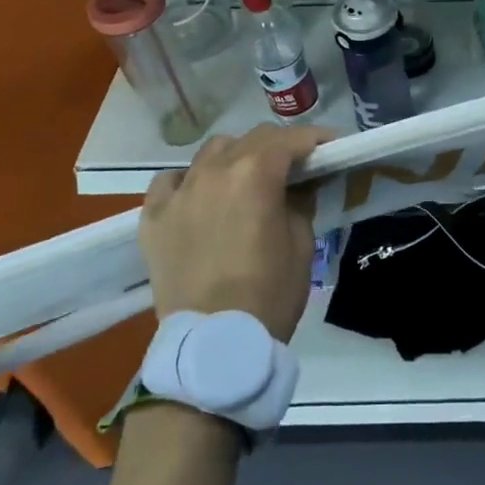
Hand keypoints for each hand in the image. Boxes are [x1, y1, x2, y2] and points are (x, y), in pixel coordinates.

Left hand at [139, 123, 335, 342]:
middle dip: (278, 146)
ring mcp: (180, 192)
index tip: (331, 146)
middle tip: (295, 165)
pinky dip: (189, 181)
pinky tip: (199, 196)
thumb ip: (300, 201)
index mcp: (255, 174)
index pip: (290, 139)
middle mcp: (214, 171)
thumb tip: (300, 184)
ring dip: (235, 156)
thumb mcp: (302, 243)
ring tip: (246, 178)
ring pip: (211, 152)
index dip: (315, 138)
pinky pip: (170, 182)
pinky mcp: (153, 218)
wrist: (215, 345)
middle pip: (252, 139)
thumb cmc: (270, 293)